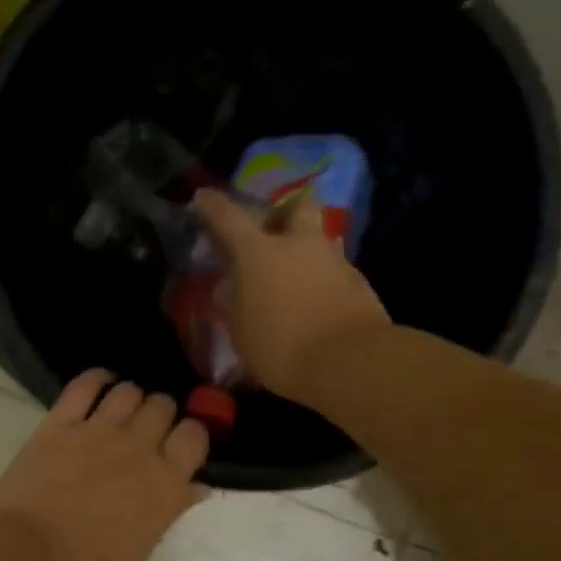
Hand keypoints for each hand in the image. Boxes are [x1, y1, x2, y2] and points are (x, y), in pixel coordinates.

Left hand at [0, 370, 208, 560]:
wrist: (28, 555)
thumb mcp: (142, 545)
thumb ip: (172, 508)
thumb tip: (197, 486)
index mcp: (165, 482)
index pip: (195, 435)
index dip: (190, 435)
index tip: (179, 444)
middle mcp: (138, 447)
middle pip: (163, 406)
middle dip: (160, 414)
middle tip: (148, 430)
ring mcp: (98, 430)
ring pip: (129, 391)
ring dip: (131, 398)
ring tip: (122, 411)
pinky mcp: (60, 423)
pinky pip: (84, 385)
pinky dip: (96, 379)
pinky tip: (100, 383)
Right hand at [194, 188, 391, 403]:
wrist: (350, 362)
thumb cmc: (281, 347)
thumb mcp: (241, 332)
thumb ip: (232, 304)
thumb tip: (230, 287)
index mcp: (259, 252)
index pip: (229, 217)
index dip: (212, 205)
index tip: (202, 198)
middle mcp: (298, 244)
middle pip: (296, 206)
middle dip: (282, 212)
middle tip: (271, 231)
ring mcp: (333, 259)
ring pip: (318, 238)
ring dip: (304, 248)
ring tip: (292, 275)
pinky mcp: (358, 282)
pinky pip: (333, 268)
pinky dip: (320, 278)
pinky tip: (314, 301)